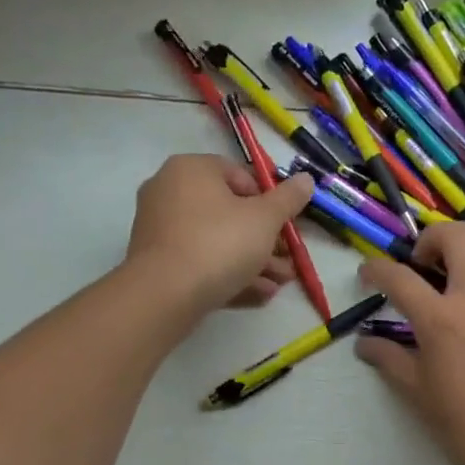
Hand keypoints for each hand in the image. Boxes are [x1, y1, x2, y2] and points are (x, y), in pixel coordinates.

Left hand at [125, 154, 316, 316]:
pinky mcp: (158, 262)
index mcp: (191, 169)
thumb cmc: (219, 243)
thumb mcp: (265, 219)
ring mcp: (160, 228)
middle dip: (265, 239)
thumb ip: (288, 198)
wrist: (164, 295)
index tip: (286, 225)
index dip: (270, 200)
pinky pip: (200, 261)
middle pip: (230, 212)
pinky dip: (228, 273)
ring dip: (253, 261)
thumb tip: (306, 179)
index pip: (240, 175)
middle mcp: (170, 191)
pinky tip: (258, 293)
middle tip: (288, 260)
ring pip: (217, 240)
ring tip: (280, 283)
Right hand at [355, 222, 464, 464]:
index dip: (376, 269)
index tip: (367, 273)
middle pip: (458, 236)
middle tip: (420, 266)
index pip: (400, 277)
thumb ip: (390, 360)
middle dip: (431, 238)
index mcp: (442, 319)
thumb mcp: (418, 395)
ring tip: (453, 288)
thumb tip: (366, 344)